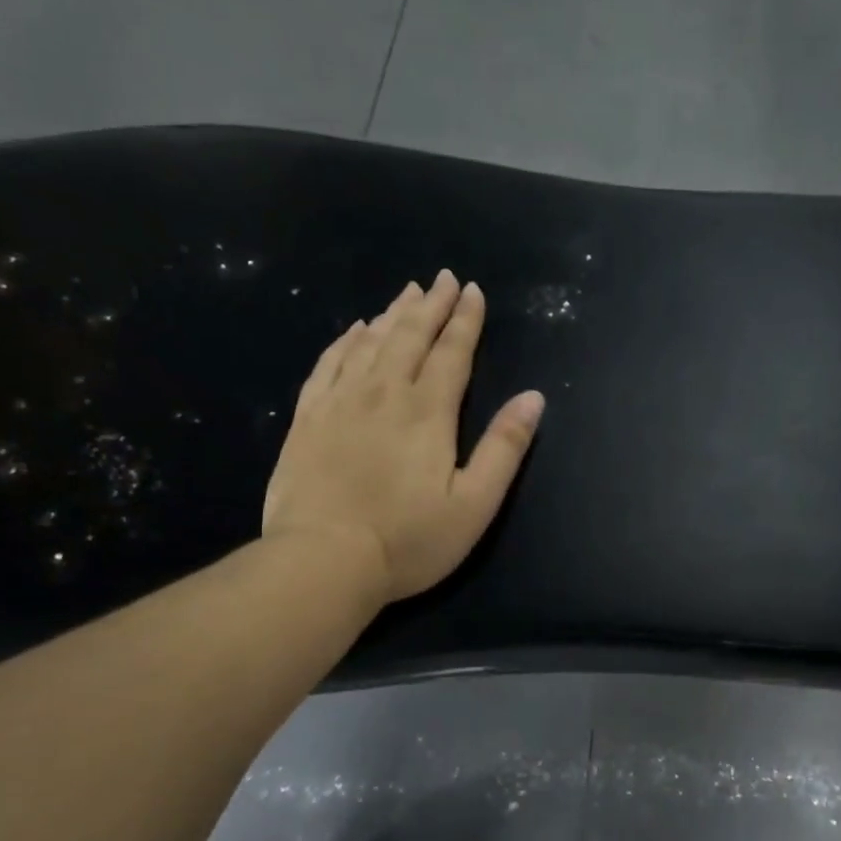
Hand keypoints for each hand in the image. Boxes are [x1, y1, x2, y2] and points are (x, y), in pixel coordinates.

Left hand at [262, 271, 544, 603]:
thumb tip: (533, 398)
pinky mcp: (308, 418)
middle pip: (410, 337)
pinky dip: (344, 341)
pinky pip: (328, 364)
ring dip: (392, 315)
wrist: (322, 561)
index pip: (452, 353)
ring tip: (408, 294)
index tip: (473, 290)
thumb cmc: (408, 541)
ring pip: (370, 343)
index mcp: (428, 412)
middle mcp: (383, 393)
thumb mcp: (474, 504)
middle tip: (443, 279)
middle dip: (431, 305)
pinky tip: (354, 329)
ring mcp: (340, 402)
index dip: (465, 320)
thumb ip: (504, 448)